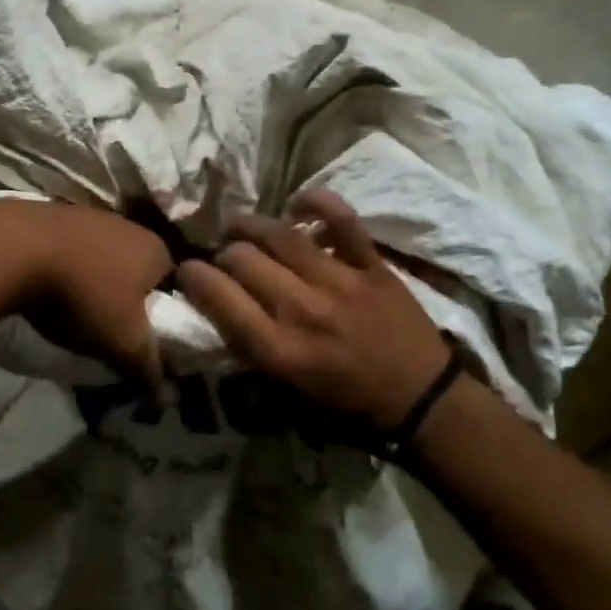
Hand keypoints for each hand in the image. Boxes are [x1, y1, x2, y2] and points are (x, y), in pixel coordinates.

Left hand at [0, 199, 173, 376]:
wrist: (15, 249)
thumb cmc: (84, 294)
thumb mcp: (124, 342)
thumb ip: (150, 368)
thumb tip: (166, 397)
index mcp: (157, 249)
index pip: (175, 286)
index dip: (164, 315)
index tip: (146, 338)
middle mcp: (129, 226)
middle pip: (137, 270)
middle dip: (127, 298)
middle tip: (111, 330)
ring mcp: (90, 216)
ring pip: (103, 258)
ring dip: (94, 282)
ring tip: (77, 312)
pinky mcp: (54, 215)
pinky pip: (72, 250)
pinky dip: (67, 269)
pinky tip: (50, 289)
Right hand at [175, 191, 454, 430]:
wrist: (422, 401)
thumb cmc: (349, 406)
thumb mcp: (288, 393)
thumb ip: (252, 351)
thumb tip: (220, 311)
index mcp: (279, 349)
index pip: (219, 297)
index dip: (193, 276)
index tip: (188, 271)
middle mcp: (302, 310)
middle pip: (243, 259)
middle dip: (223, 253)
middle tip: (225, 257)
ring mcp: (339, 283)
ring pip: (281, 236)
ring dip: (252, 225)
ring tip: (241, 226)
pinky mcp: (372, 267)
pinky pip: (342, 222)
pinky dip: (318, 204)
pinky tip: (297, 204)